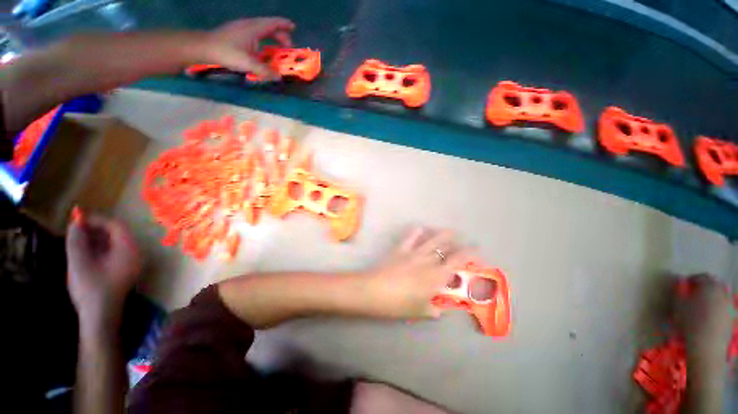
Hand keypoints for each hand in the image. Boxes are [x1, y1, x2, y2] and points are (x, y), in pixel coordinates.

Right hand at [66, 214, 140, 325]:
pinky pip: (114, 252)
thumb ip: (77, 240)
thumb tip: (76, 222)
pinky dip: (100, 247)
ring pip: (115, 243)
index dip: (97, 220)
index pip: (117, 226)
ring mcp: (131, 263)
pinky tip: (85, 249)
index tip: (78, 218)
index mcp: (128, 250)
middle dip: (96, 228)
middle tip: (76, 226)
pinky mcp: (124, 271)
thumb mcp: (79, 262)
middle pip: (117, 233)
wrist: (100, 316)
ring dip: (97, 237)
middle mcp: (134, 254)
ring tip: (77, 235)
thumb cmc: (90, 288)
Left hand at [196, 17, 295, 79]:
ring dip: (272, 37)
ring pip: (261, 29)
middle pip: (268, 26)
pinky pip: (255, 33)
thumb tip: (279, 77)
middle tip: (288, 46)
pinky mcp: (237, 33)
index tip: (293, 27)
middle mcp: (249, 25)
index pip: (272, 23)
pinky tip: (263, 49)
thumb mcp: (248, 64)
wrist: (204, 47)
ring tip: (278, 47)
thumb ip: (265, 71)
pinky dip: (264, 39)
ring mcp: (242, 28)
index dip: (284, 24)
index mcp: (253, 29)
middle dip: (280, 34)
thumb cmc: (227, 53)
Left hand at [363, 227, 471, 318]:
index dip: (470, 254)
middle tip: (463, 244)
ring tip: (449, 232)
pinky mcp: (401, 248)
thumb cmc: (398, 304)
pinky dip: (418, 232)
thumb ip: (433, 309)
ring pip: (433, 238)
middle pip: (447, 246)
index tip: (477, 252)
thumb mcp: (419, 311)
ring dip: (443, 234)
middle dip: (459, 243)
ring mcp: (414, 252)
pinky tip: (421, 230)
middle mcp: (428, 260)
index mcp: (436, 275)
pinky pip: (411, 236)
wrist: (373, 290)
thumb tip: (439, 310)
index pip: (458, 260)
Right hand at [674, 274, 732, 358]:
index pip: (702, 276)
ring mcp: (730, 305)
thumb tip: (679, 282)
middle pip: (715, 284)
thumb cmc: (690, 323)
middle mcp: (722, 292)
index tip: (684, 285)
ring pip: (722, 294)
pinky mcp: (732, 316)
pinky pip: (725, 306)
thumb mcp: (678, 306)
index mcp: (709, 286)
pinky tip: (710, 315)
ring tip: (702, 304)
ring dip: (712, 296)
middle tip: (694, 293)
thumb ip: (679, 291)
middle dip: (705, 286)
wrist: (707, 346)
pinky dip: (718, 306)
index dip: (693, 279)